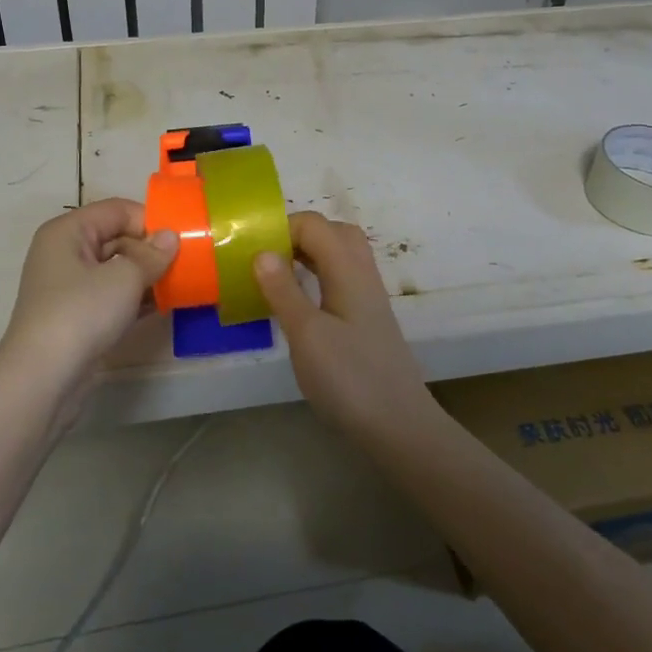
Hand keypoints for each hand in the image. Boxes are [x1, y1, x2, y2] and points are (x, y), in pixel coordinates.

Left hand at [0, 198, 176, 382]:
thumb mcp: (124, 278)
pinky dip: (135, 298)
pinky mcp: (76, 316)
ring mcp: (69, 287)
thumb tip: (171, 237)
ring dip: (146, 276)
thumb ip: (152, 255)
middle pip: (116, 237)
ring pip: (116, 268)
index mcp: (68, 231)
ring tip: (180, 284)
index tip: (181, 240)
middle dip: (150, 250)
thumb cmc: (81, 313)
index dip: (149, 221)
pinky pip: (112, 295)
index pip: (116, 210)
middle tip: (185, 265)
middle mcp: (64, 252)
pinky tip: (162, 306)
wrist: (42, 379)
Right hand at [253, 211, 436, 440]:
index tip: (252, 252)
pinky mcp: (367, 319)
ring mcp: (368, 297)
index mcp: (348, 270)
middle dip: (297, 235)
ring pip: (340, 255)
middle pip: (333, 232)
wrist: (399, 426)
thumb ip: (283, 290)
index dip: (282, 228)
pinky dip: (318, 276)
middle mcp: (362, 274)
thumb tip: (261, 251)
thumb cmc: (349, 378)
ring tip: (277, 275)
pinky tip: (300, 303)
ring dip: (309, 254)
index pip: (314, 225)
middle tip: (267, 259)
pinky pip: (341, 278)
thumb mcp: (307, 334)